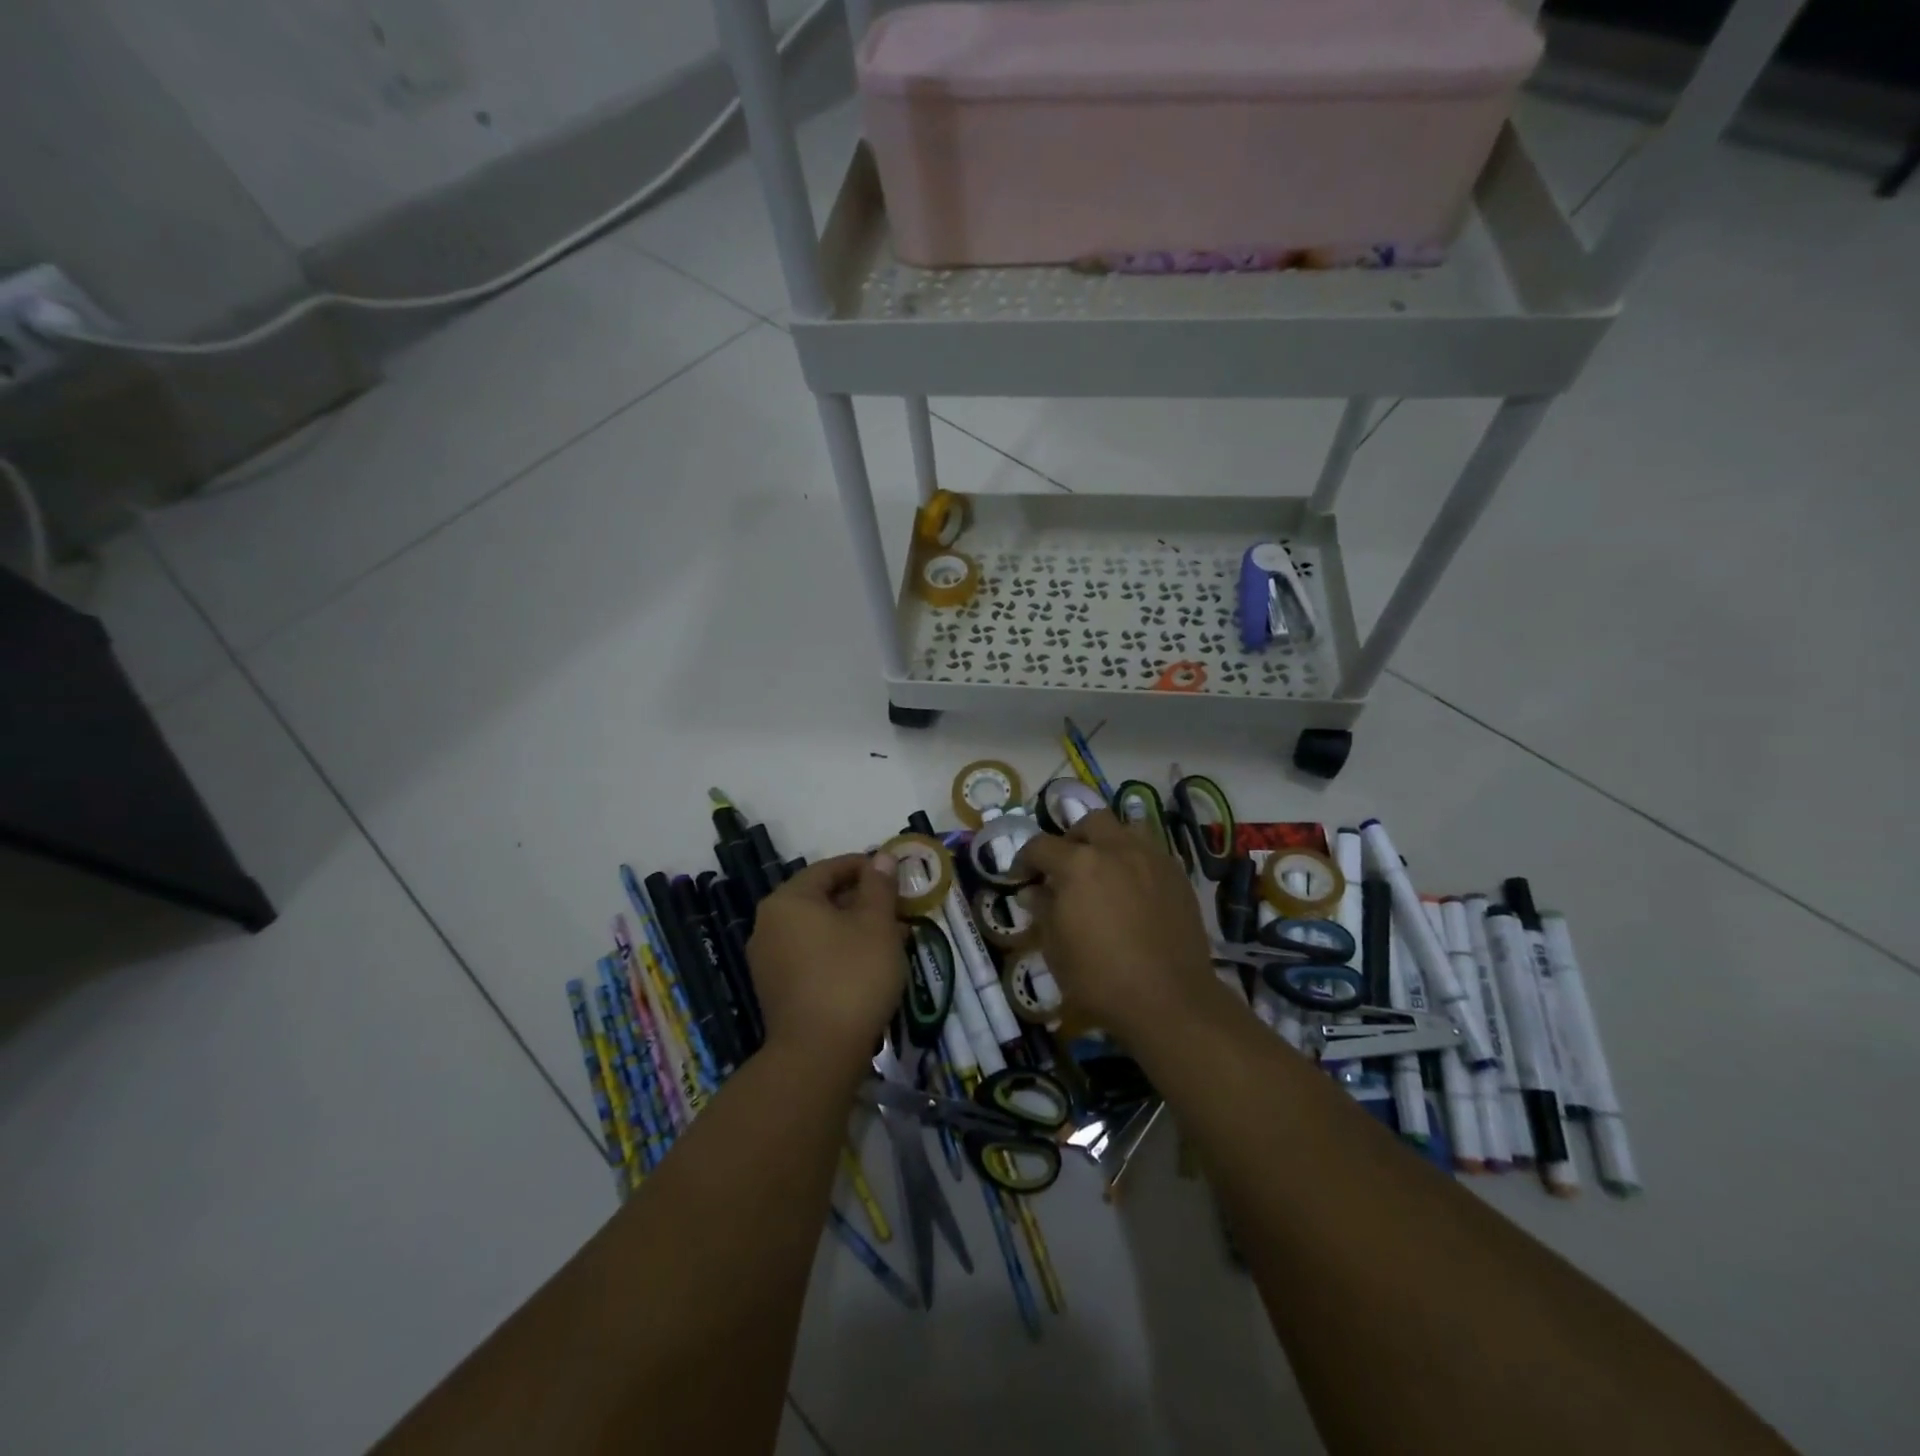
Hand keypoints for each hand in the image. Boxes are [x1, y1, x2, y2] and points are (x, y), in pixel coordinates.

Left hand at [747, 852, 902, 1072]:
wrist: (818, 1055)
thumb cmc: (852, 976)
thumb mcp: (877, 924)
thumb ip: (879, 886)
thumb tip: (881, 858)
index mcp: (788, 900)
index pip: (829, 869)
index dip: (865, 867)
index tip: (895, 876)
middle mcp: (769, 925)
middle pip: (822, 899)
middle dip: (862, 901)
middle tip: (898, 909)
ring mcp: (768, 960)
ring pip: (818, 930)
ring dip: (854, 928)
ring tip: (892, 938)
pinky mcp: (776, 990)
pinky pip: (811, 957)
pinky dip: (839, 952)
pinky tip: (868, 965)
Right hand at [1014, 810, 1215, 1043]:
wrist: (1168, 999)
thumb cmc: (1100, 978)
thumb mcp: (1056, 948)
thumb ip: (1043, 910)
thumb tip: (1033, 891)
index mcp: (1078, 864)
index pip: (1041, 845)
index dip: (1025, 859)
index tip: (1021, 876)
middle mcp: (1115, 849)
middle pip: (1090, 822)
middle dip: (1073, 838)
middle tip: (1066, 866)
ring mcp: (1151, 859)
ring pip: (1127, 829)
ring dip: (1109, 842)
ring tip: (1104, 869)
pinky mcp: (1177, 876)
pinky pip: (1152, 853)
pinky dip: (1136, 862)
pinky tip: (1133, 890)